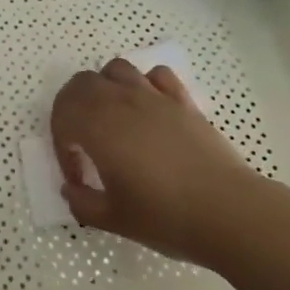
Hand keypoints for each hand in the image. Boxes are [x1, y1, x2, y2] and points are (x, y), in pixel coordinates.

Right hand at [51, 58, 251, 263]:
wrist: (228, 212)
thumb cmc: (165, 217)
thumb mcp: (114, 219)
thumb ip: (83, 203)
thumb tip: (71, 191)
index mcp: (97, 126)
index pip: (62, 118)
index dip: (61, 146)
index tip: (77, 179)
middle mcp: (121, 101)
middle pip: (82, 83)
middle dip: (72, 108)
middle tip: (80, 141)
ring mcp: (154, 97)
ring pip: (116, 69)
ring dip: (104, 88)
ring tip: (112, 118)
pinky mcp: (182, 101)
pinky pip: (156, 75)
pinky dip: (144, 84)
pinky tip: (149, 108)